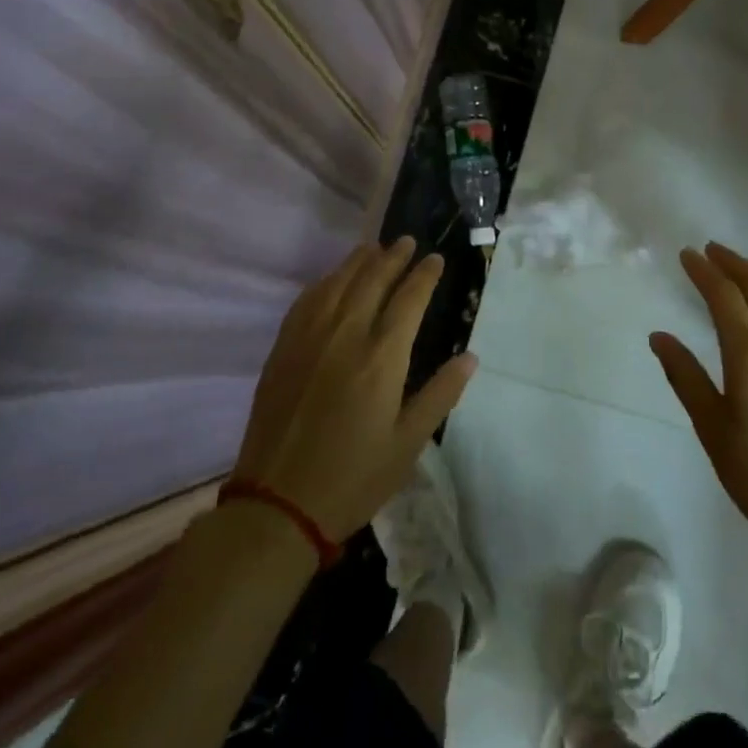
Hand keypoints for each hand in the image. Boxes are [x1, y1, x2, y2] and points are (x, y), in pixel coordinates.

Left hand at [234, 239, 476, 541]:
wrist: (277, 505)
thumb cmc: (353, 478)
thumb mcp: (408, 444)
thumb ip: (440, 395)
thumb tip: (470, 357)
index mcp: (382, 358)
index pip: (409, 299)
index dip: (424, 275)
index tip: (435, 259)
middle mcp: (346, 335)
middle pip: (372, 280)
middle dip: (393, 257)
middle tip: (406, 242)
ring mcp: (309, 339)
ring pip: (337, 283)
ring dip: (358, 261)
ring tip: (373, 248)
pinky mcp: (283, 350)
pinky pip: (306, 301)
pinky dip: (324, 282)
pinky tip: (331, 279)